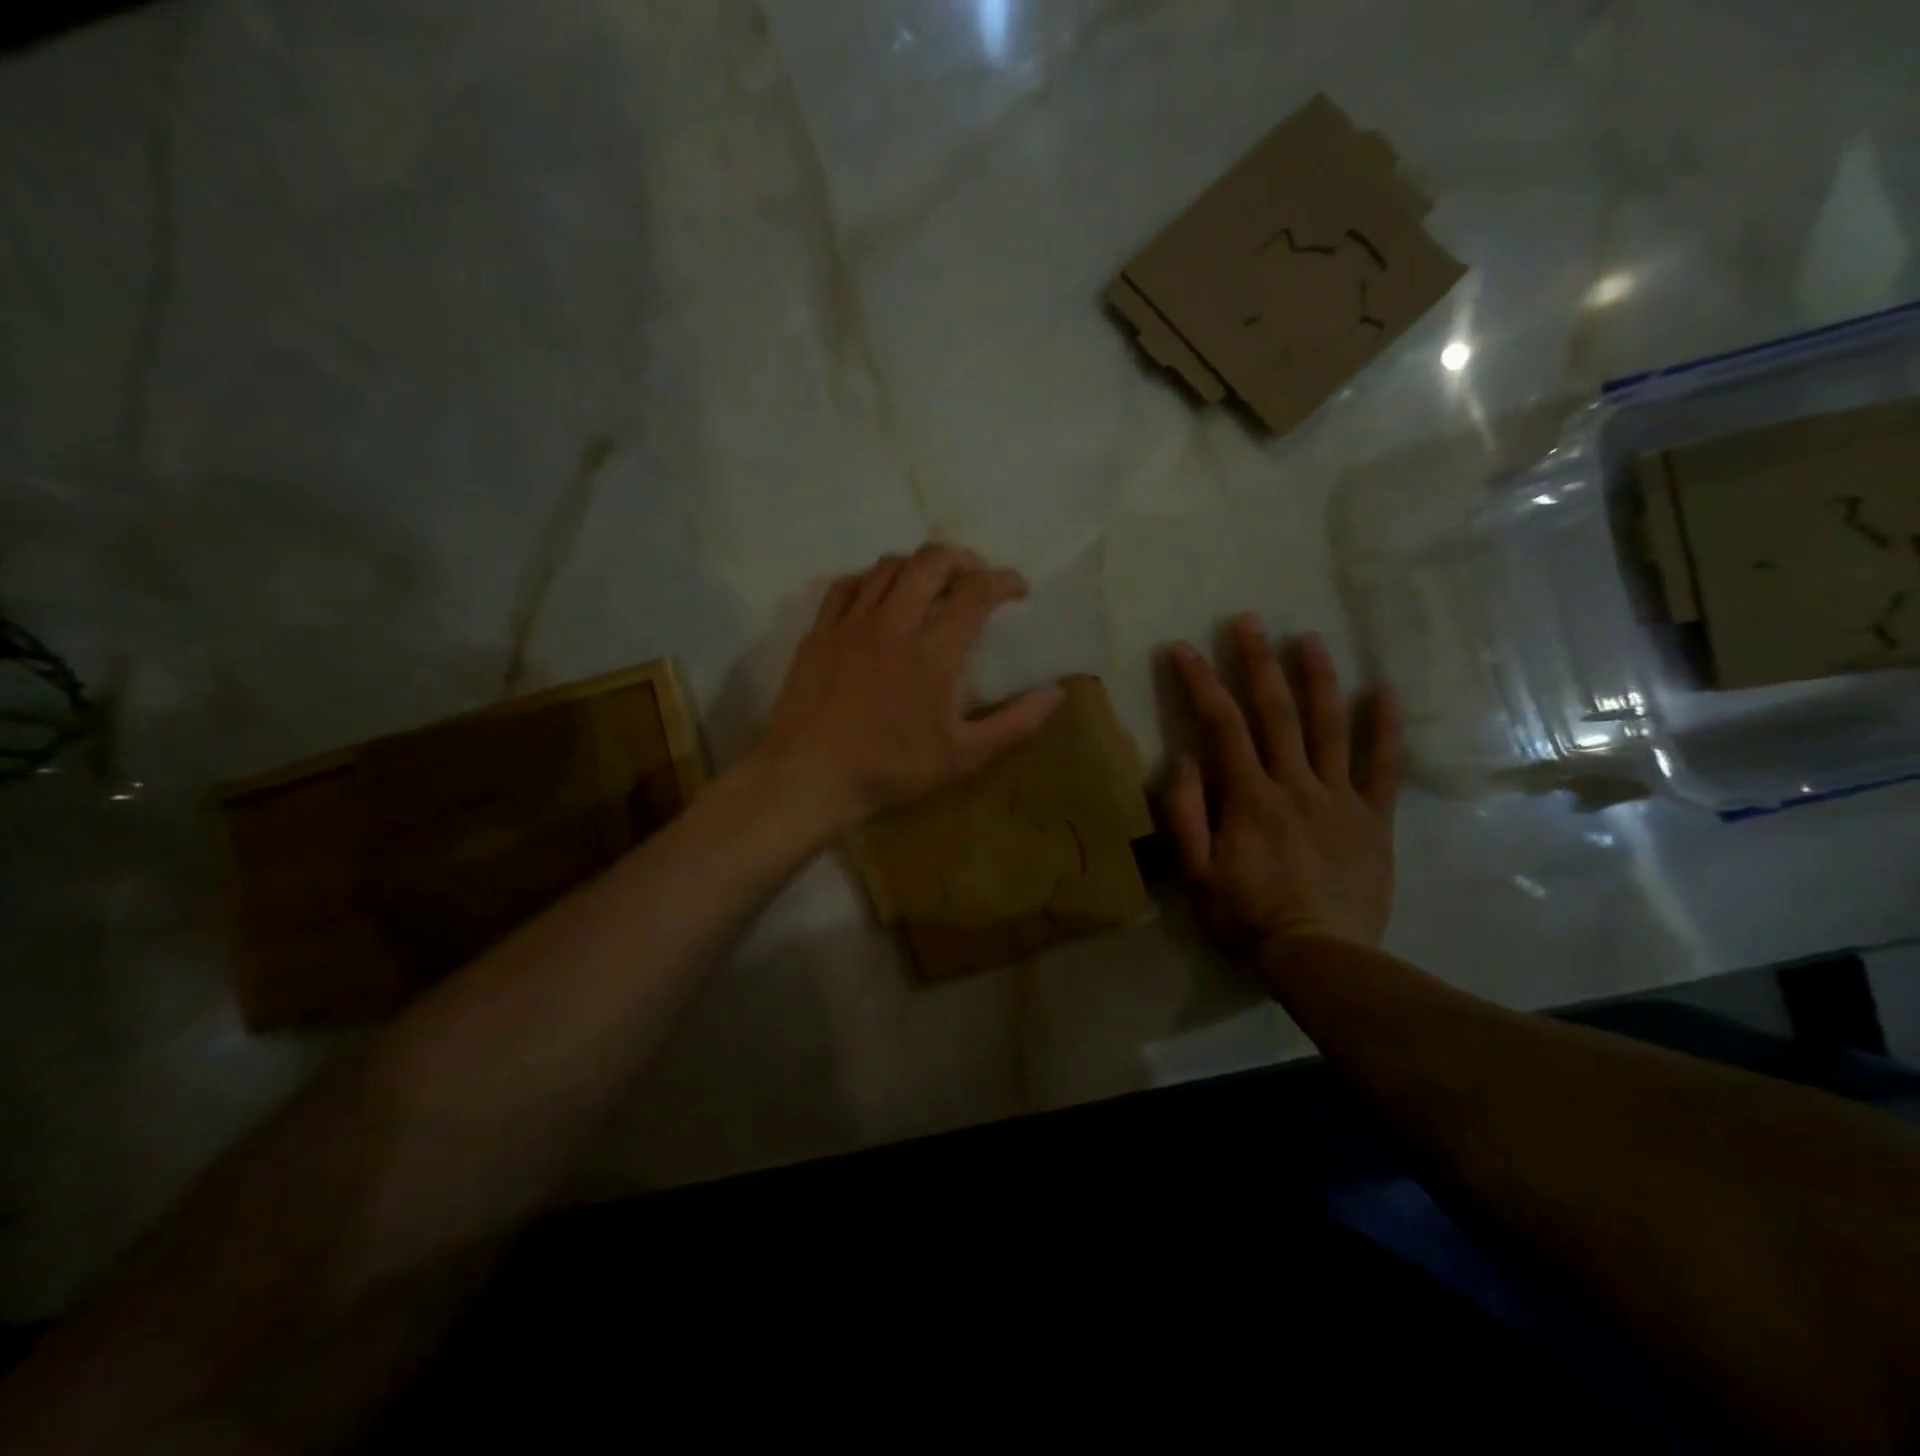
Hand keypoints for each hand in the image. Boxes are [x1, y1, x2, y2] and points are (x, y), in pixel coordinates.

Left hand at [755, 544, 1065, 833]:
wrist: (809, 777)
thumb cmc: (890, 769)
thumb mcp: (963, 757)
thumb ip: (1015, 723)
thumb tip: (1056, 693)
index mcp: (933, 652)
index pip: (976, 591)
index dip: (1004, 580)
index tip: (1017, 589)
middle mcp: (892, 623)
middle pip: (931, 561)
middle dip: (962, 558)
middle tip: (974, 577)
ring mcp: (851, 624)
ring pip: (888, 566)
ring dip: (917, 565)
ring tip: (930, 584)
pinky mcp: (819, 632)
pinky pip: (846, 585)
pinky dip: (870, 580)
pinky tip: (877, 596)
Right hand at [1163, 615, 1400, 956]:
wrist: (1320, 957)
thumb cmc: (1248, 917)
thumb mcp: (1195, 875)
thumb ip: (1185, 815)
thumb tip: (1183, 759)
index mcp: (1249, 797)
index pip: (1222, 726)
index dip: (1201, 683)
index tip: (1184, 649)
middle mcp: (1295, 784)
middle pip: (1276, 712)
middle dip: (1258, 661)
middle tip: (1248, 620)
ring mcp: (1340, 798)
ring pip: (1330, 726)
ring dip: (1318, 678)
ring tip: (1309, 638)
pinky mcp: (1374, 819)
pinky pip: (1382, 768)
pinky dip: (1385, 728)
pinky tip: (1383, 691)